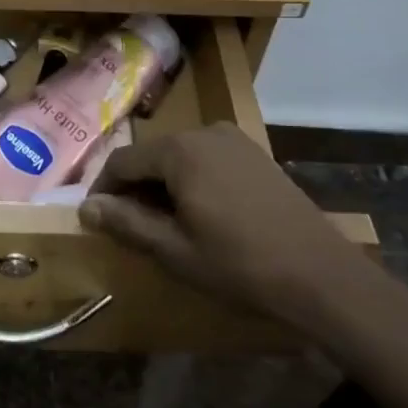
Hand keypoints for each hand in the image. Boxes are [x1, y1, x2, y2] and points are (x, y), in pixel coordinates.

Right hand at [80, 125, 388, 341]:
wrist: (321, 275)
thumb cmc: (239, 265)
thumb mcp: (173, 250)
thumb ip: (126, 223)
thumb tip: (86, 208)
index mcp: (179, 150)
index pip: (122, 161)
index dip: (103, 190)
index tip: (96, 220)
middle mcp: (205, 132)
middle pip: (152, 156)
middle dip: (135, 189)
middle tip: (130, 227)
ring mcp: (235, 141)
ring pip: (180, 158)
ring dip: (164, 186)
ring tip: (164, 225)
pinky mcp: (256, 156)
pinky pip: (208, 161)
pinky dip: (192, 182)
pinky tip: (201, 215)